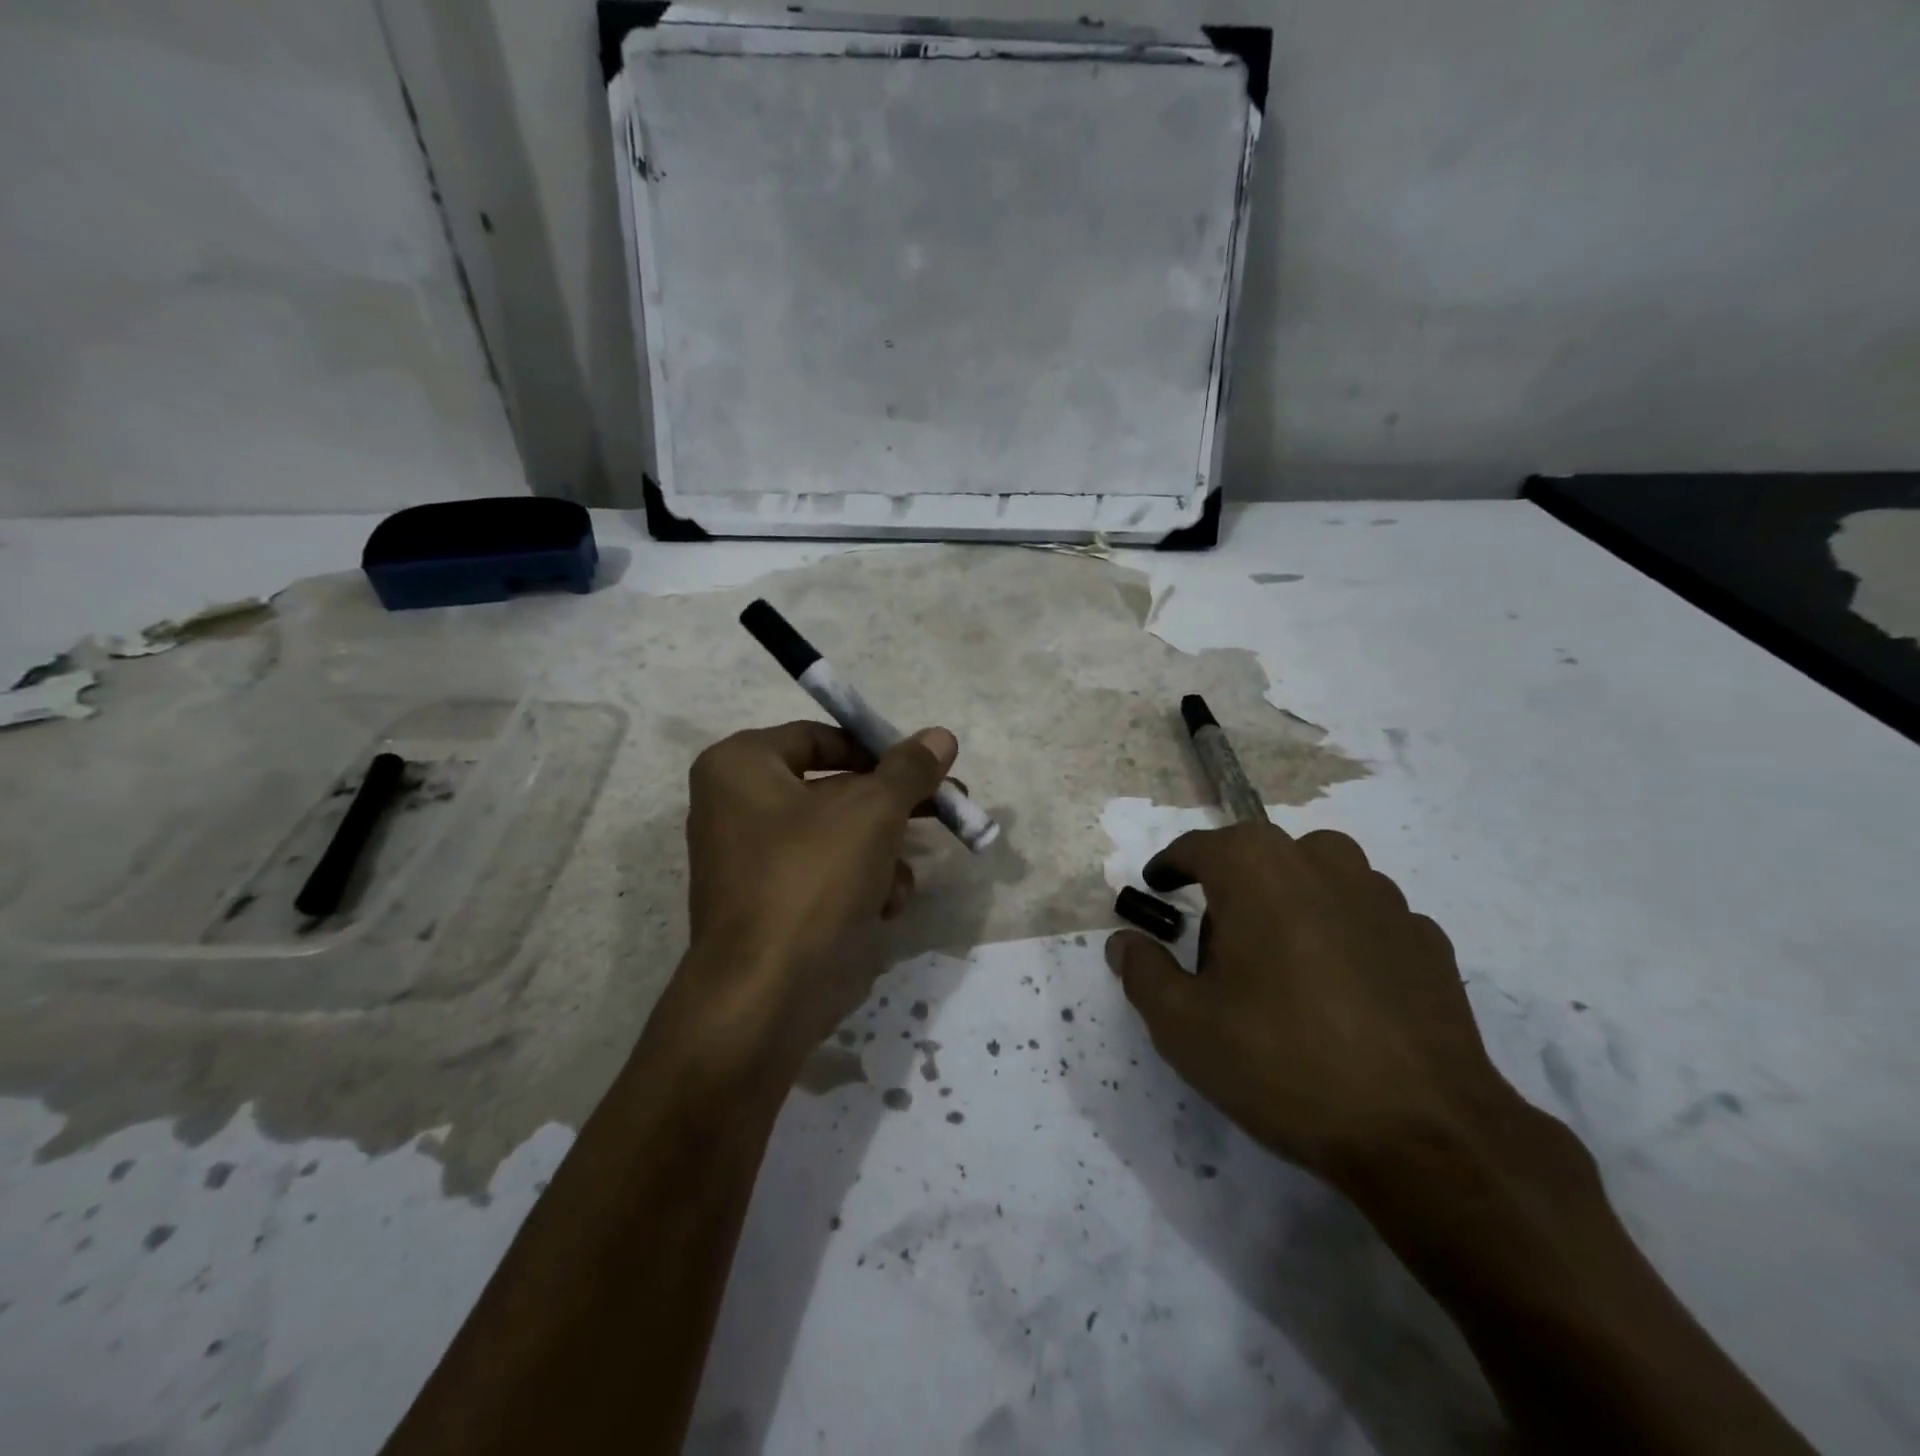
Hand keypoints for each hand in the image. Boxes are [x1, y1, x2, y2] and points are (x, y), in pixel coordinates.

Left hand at [664, 720, 957, 1080]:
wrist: (767, 995)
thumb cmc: (812, 878)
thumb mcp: (873, 811)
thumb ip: (909, 769)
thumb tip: (941, 735)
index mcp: (741, 766)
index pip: (820, 736)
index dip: (876, 750)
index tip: (922, 767)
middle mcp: (736, 805)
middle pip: (834, 788)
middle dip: (893, 805)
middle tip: (946, 805)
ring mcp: (751, 859)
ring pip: (838, 835)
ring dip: (883, 852)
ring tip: (907, 876)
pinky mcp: (770, 903)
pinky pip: (825, 873)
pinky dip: (860, 883)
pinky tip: (886, 906)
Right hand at [1107, 822, 1530, 1190]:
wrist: (1425, 1133)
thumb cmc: (1282, 1062)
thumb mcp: (1183, 1025)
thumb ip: (1142, 972)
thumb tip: (1124, 942)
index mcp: (1256, 867)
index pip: (1197, 848)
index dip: (1170, 868)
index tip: (1156, 888)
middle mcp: (1321, 861)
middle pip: (1259, 859)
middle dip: (1230, 891)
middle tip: (1215, 951)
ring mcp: (1383, 897)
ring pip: (1316, 880)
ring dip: (1288, 906)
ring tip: (1279, 967)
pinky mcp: (1427, 940)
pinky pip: (1364, 919)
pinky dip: (1340, 937)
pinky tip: (1339, 992)